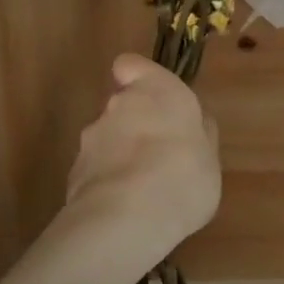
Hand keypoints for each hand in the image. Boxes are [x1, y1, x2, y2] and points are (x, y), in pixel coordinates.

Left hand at [67, 54, 220, 260]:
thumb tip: (196, 123)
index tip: (151, 98)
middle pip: (121, 105)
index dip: (137, 77)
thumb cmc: (185, 175)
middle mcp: (119, 105)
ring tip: (142, 191)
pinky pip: (95, 170)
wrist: (129, 218)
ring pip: (106, 139)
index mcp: (157, 90)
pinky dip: (107, 183)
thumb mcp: (210, 157)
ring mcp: (91, 138)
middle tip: (159, 157)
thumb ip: (200, 134)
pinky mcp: (74, 171)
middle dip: (135, 126)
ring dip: (120, 156)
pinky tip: (124, 209)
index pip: (131, 65)